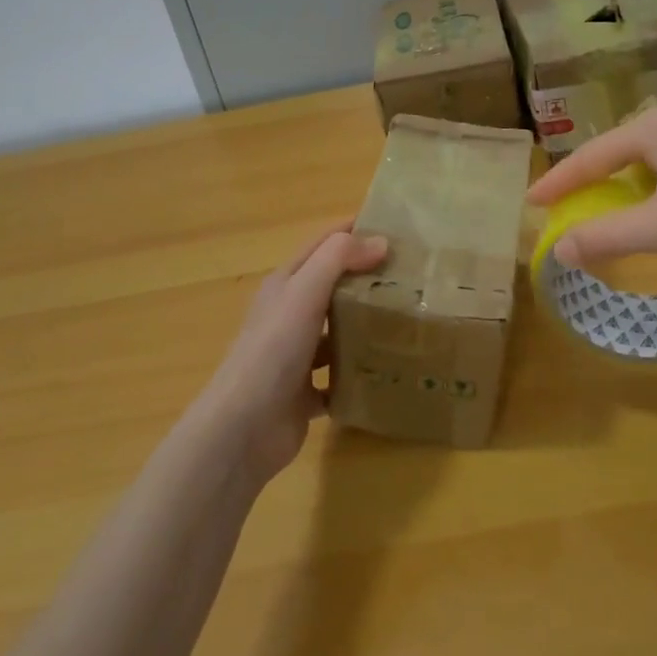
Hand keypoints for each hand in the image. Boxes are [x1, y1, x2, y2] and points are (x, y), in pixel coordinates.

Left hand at [195, 224, 387, 485]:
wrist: (244, 429)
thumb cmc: (273, 349)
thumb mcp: (304, 291)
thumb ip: (339, 259)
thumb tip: (380, 240)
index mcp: (285, 284)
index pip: (323, 245)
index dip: (353, 231)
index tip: (395, 226)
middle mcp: (289, 315)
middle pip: (332, 286)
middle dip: (367, 277)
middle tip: (413, 275)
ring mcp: (297, 356)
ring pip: (337, 331)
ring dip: (366, 324)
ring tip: (409, 319)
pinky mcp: (305, 393)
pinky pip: (339, 376)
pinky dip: (360, 372)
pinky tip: (389, 369)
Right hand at [526, 104, 656, 268]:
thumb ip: (605, 237)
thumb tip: (559, 248)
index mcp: (652, 128)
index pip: (590, 156)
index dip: (558, 182)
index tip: (530, 201)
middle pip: (617, 150)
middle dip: (590, 178)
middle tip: (566, 203)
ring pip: (647, 154)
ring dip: (623, 180)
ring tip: (608, 203)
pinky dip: (653, 180)